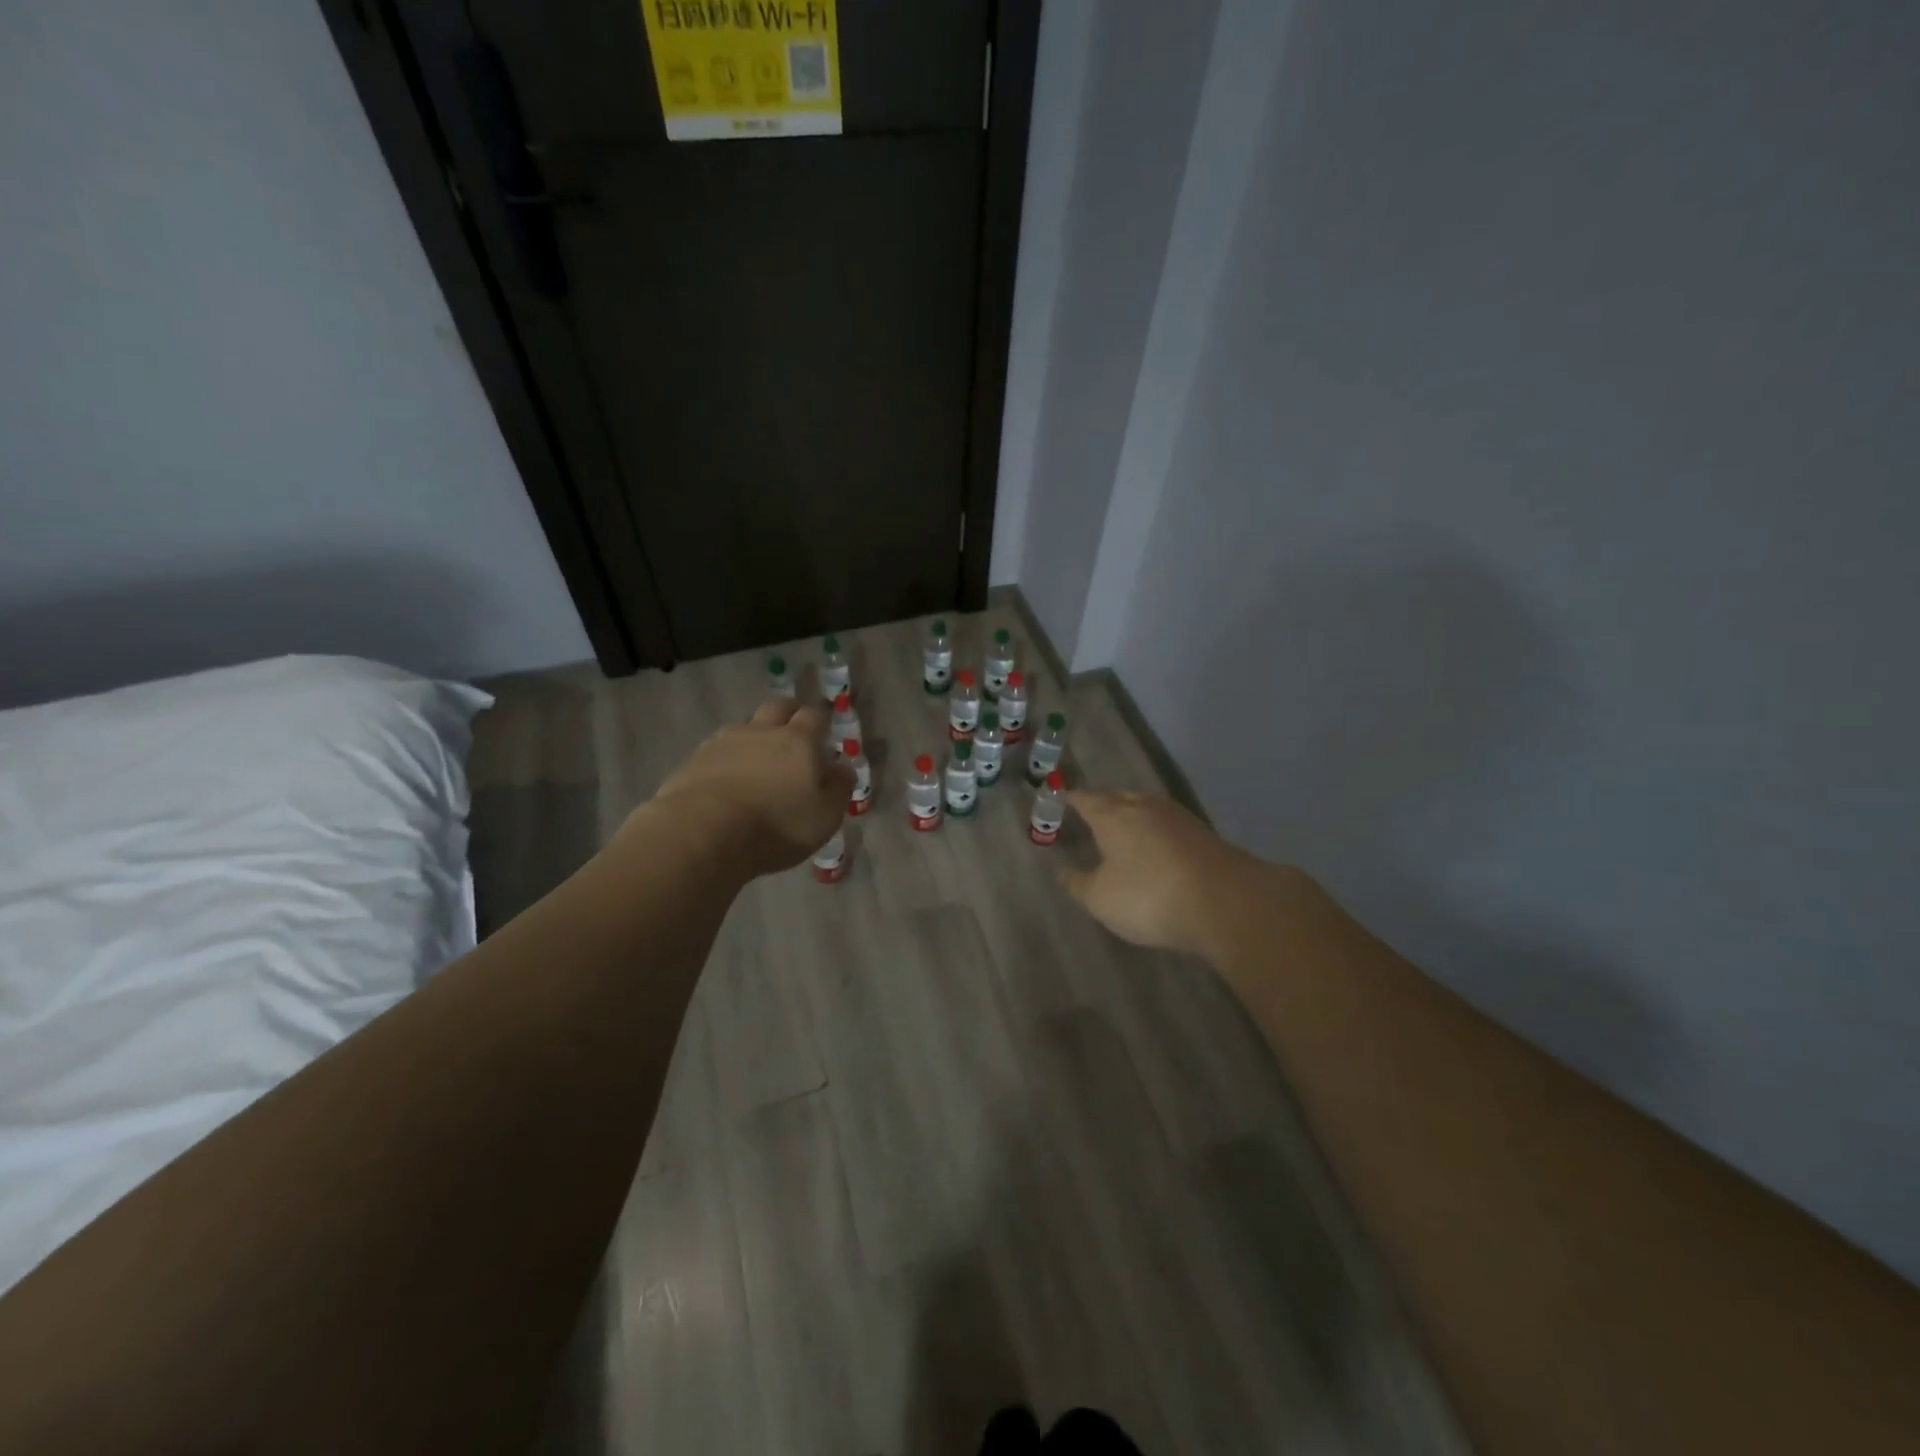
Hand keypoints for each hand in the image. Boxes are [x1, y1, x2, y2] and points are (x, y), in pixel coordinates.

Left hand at [648, 696, 855, 878]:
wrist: (702, 832)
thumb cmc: (776, 825)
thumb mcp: (824, 816)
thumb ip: (838, 789)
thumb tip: (843, 769)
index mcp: (798, 740)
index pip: (814, 716)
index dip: (821, 720)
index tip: (824, 731)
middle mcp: (761, 732)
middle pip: (777, 708)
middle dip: (788, 713)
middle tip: (793, 729)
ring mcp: (723, 743)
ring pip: (743, 726)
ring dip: (754, 734)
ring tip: (756, 757)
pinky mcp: (693, 761)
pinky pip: (716, 749)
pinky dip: (726, 757)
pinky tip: (725, 777)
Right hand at [1061, 790, 1269, 958]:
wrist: (1227, 903)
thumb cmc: (1150, 895)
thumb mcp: (1101, 899)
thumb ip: (1078, 884)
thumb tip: (1063, 871)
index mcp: (1113, 815)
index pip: (1086, 798)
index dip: (1071, 799)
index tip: (1061, 799)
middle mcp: (1145, 806)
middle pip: (1118, 796)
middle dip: (1102, 802)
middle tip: (1089, 812)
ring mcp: (1178, 818)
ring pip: (1146, 807)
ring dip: (1131, 815)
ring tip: (1121, 829)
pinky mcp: (1203, 835)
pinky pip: (1167, 825)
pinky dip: (1154, 832)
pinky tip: (1154, 847)